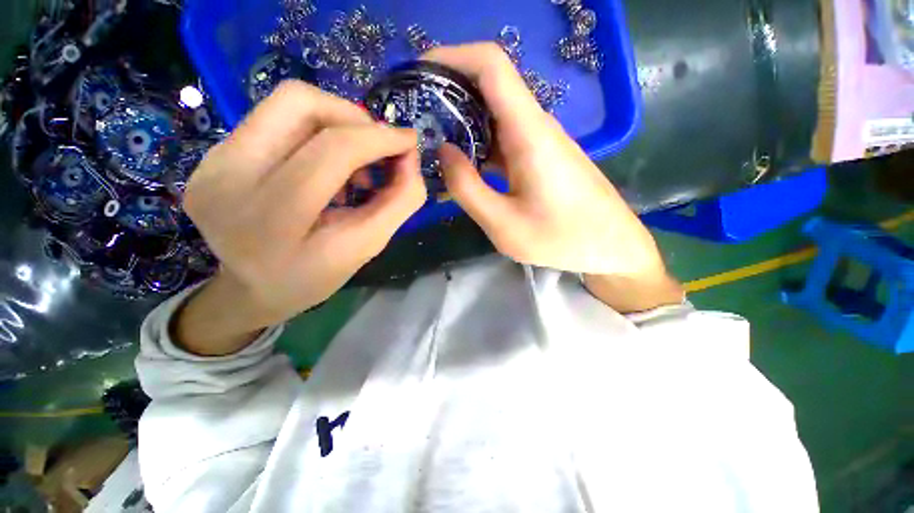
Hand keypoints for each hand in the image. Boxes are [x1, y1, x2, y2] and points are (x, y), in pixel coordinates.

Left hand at [176, 81, 425, 354]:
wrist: (251, 289)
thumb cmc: (313, 276)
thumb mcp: (367, 247)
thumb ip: (399, 202)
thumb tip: (410, 157)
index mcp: (270, 218)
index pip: (332, 151)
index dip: (379, 138)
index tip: (408, 142)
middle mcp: (227, 178)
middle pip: (299, 103)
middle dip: (355, 118)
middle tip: (378, 148)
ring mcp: (212, 161)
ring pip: (287, 104)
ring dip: (337, 124)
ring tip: (354, 165)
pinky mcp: (213, 154)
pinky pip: (275, 121)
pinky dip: (315, 135)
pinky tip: (326, 168)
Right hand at [425, 43, 682, 311]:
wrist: (610, 246)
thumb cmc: (561, 239)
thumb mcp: (504, 224)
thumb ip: (467, 188)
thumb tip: (442, 151)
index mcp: (529, 133)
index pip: (491, 66)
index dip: (451, 57)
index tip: (418, 74)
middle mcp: (535, 126)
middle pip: (488, 87)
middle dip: (447, 94)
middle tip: (414, 120)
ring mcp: (538, 141)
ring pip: (493, 116)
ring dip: (460, 124)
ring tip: (428, 145)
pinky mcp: (539, 157)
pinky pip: (502, 141)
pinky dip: (476, 147)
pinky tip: (460, 169)